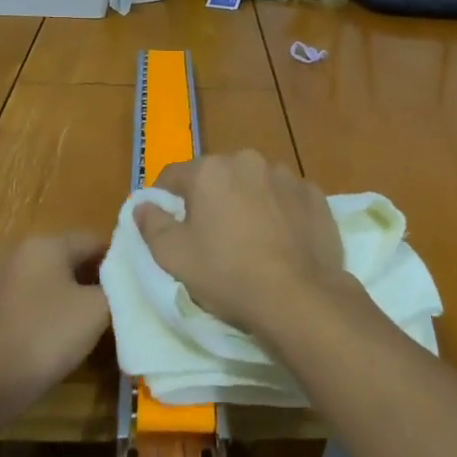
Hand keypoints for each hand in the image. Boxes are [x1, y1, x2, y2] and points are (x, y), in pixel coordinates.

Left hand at [0, 233, 110, 419]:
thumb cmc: (46, 336)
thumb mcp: (96, 311)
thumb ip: (116, 288)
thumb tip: (119, 283)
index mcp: (45, 243)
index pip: (93, 240)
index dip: (119, 261)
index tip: (134, 286)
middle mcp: (19, 252)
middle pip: (69, 258)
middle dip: (94, 279)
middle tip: (116, 307)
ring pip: (48, 280)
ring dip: (70, 297)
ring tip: (89, 325)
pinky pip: (29, 301)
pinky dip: (46, 312)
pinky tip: (56, 338)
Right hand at [133, 150, 347, 338]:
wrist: (298, 296)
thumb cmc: (227, 274)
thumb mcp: (174, 257)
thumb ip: (152, 225)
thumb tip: (143, 205)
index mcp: (209, 170)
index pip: (173, 176)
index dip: (165, 199)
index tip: (168, 224)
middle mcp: (247, 160)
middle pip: (217, 176)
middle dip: (210, 198)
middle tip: (210, 235)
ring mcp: (285, 175)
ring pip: (254, 183)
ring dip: (247, 200)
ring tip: (250, 238)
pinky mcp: (314, 194)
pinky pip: (286, 197)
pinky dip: (280, 210)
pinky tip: (282, 239)